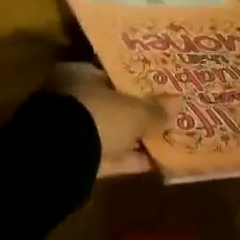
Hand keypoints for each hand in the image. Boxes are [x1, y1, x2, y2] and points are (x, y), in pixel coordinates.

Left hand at [50, 63, 178, 177]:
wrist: (61, 156)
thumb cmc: (97, 115)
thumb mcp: (133, 111)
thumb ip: (154, 109)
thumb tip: (177, 103)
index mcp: (77, 74)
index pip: (108, 75)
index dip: (134, 83)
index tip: (158, 91)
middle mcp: (70, 98)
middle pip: (108, 105)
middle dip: (133, 113)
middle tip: (164, 117)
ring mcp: (69, 130)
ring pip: (108, 132)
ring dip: (132, 138)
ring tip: (165, 140)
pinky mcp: (74, 159)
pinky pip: (107, 156)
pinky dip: (127, 160)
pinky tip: (154, 164)